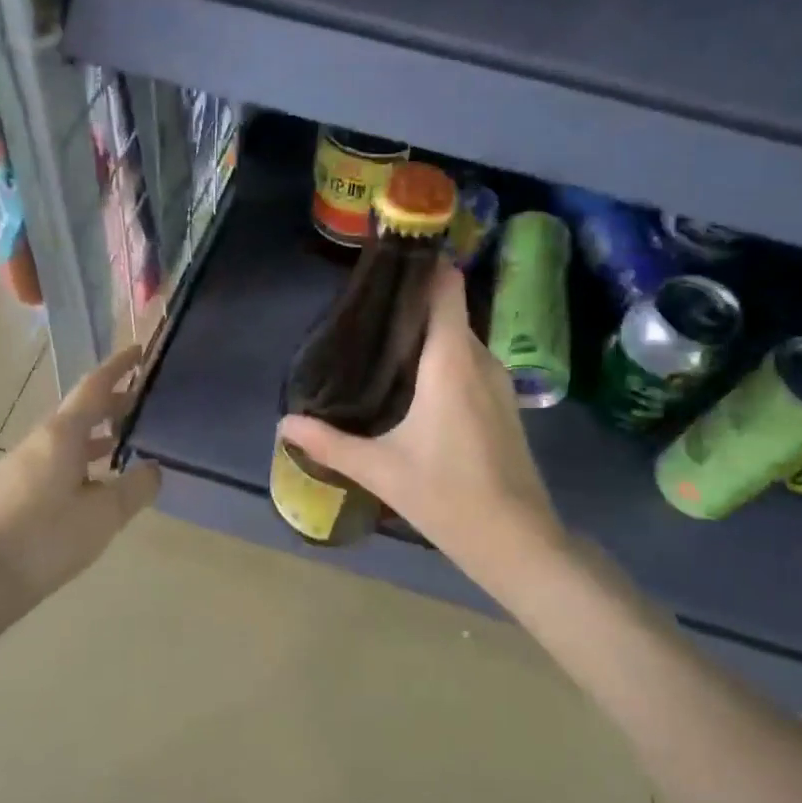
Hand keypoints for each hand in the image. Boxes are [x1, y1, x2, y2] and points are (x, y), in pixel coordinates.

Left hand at [0, 345, 161, 605]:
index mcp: (61, 435)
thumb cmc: (48, 539)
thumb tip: (154, 468)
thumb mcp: (106, 514)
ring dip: (96, 433)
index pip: (94, 387)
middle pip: (79, 410)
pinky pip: (55, 459)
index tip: (140, 351)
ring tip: (125, 440)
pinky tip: (94, 482)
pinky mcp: (13, 490)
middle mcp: (38, 441)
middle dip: (112, 402)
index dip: (118, 367)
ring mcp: (21, 465)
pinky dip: (81, 457)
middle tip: (143, 401)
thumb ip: (136, 486)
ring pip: (66, 437)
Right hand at [278, 262, 563, 587]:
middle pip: (448, 311)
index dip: (420, 266)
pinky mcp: (505, 404)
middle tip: (364, 314)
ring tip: (381, 345)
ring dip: (427, 335)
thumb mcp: (380, 469)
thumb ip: (330, 443)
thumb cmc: (448, 496)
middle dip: (411, 306)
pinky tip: (413, 384)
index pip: (445, 287)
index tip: (386, 262)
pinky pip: (470, 363)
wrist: (517, 540)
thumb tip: (284, 425)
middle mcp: (480, 360)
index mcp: (451, 361)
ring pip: (459, 340)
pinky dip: (443, 360)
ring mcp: (499, 382)